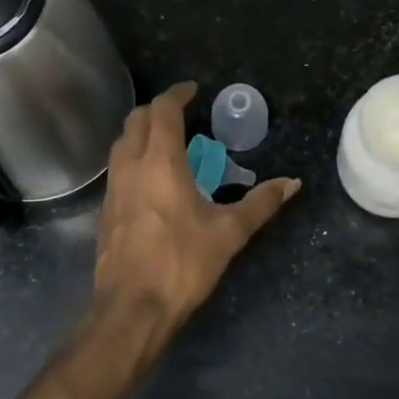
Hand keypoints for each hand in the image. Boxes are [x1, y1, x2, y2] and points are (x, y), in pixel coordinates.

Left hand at [89, 82, 299, 365]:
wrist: (132, 308)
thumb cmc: (182, 264)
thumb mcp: (229, 233)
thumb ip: (261, 204)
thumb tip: (293, 183)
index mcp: (160, 162)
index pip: (163, 111)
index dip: (177, 94)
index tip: (193, 90)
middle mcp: (131, 166)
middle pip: (136, 120)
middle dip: (158, 109)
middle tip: (182, 112)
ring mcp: (113, 188)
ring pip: (121, 143)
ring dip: (141, 132)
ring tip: (167, 142)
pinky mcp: (106, 210)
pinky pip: (117, 168)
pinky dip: (133, 157)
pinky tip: (151, 179)